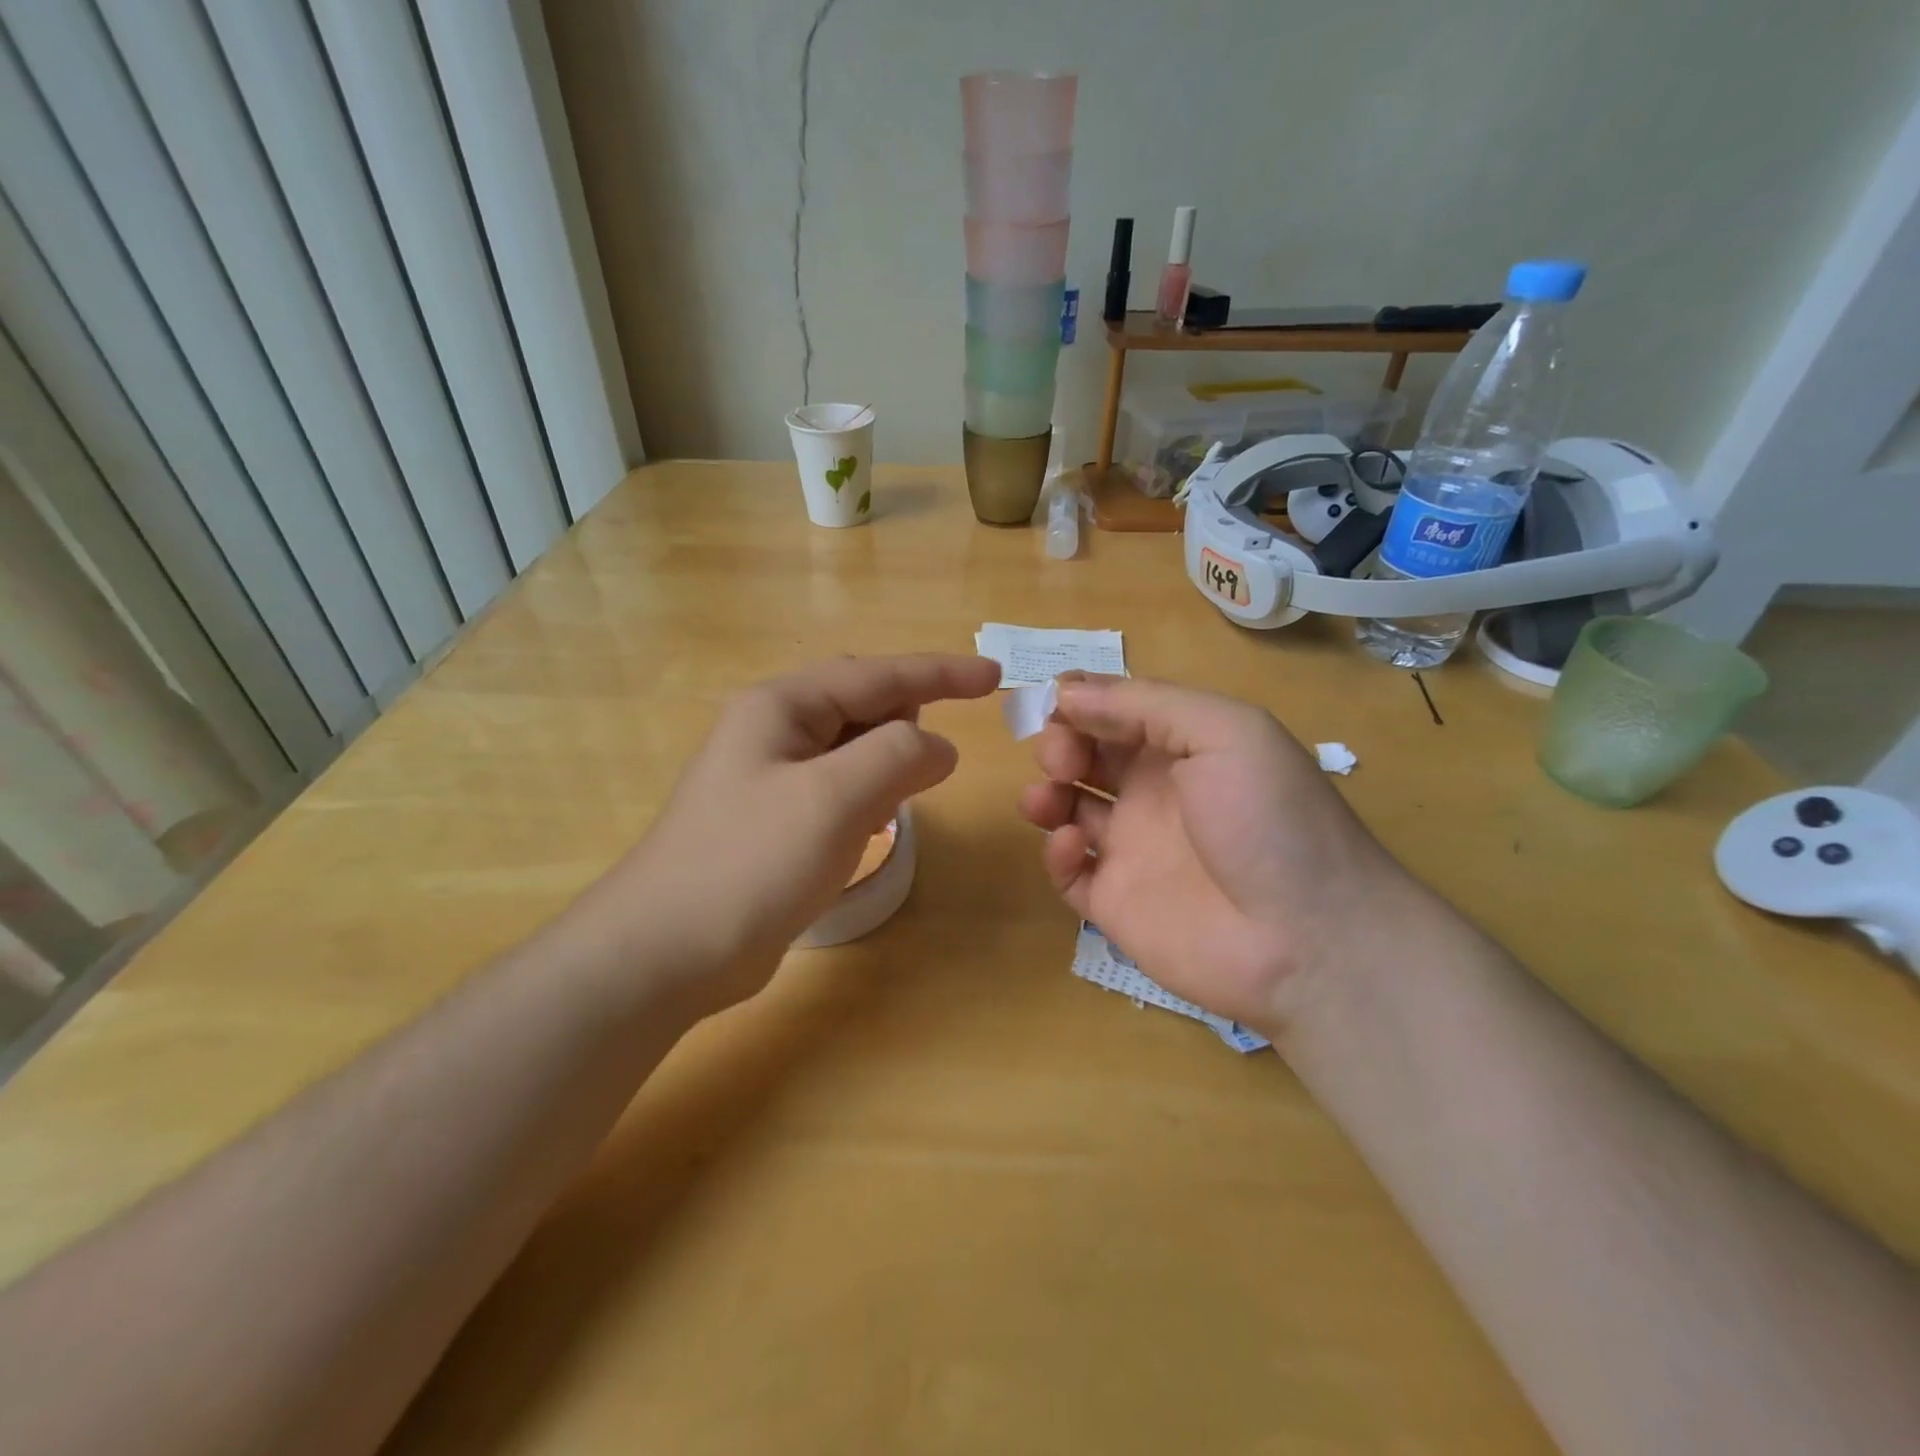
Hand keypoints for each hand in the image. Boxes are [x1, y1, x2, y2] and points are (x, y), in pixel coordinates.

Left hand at [588, 654, 999, 1012]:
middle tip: (929, 767)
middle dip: (905, 725)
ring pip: (852, 751)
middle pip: (861, 706)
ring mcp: (771, 777)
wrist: (667, 951)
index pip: (877, 675)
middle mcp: (774, 731)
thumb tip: (938, 748)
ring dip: (885, 768)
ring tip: (895, 803)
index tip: (993, 675)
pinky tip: (866, 830)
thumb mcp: (835, 798)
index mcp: (782, 706)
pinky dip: (865, 799)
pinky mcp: (775, 820)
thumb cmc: (751, 862)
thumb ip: (898, 757)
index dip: (940, 672)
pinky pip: (838, 790)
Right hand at [1019, 675, 1423, 1034]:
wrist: (1307, 941)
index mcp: (1183, 749)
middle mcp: (1153, 793)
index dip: (1082, 700)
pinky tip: (1071, 843)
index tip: (1053, 699)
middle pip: (1086, 755)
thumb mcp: (1227, 733)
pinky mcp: (1113, 902)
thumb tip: (1067, 694)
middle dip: (1060, 743)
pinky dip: (1055, 852)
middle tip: (1062, 757)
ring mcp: (1131, 849)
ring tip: (1050, 796)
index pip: (1118, 711)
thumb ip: (1146, 704)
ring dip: (1046, 791)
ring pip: (1067, 809)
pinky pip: (1068, 871)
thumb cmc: (1270, 820)